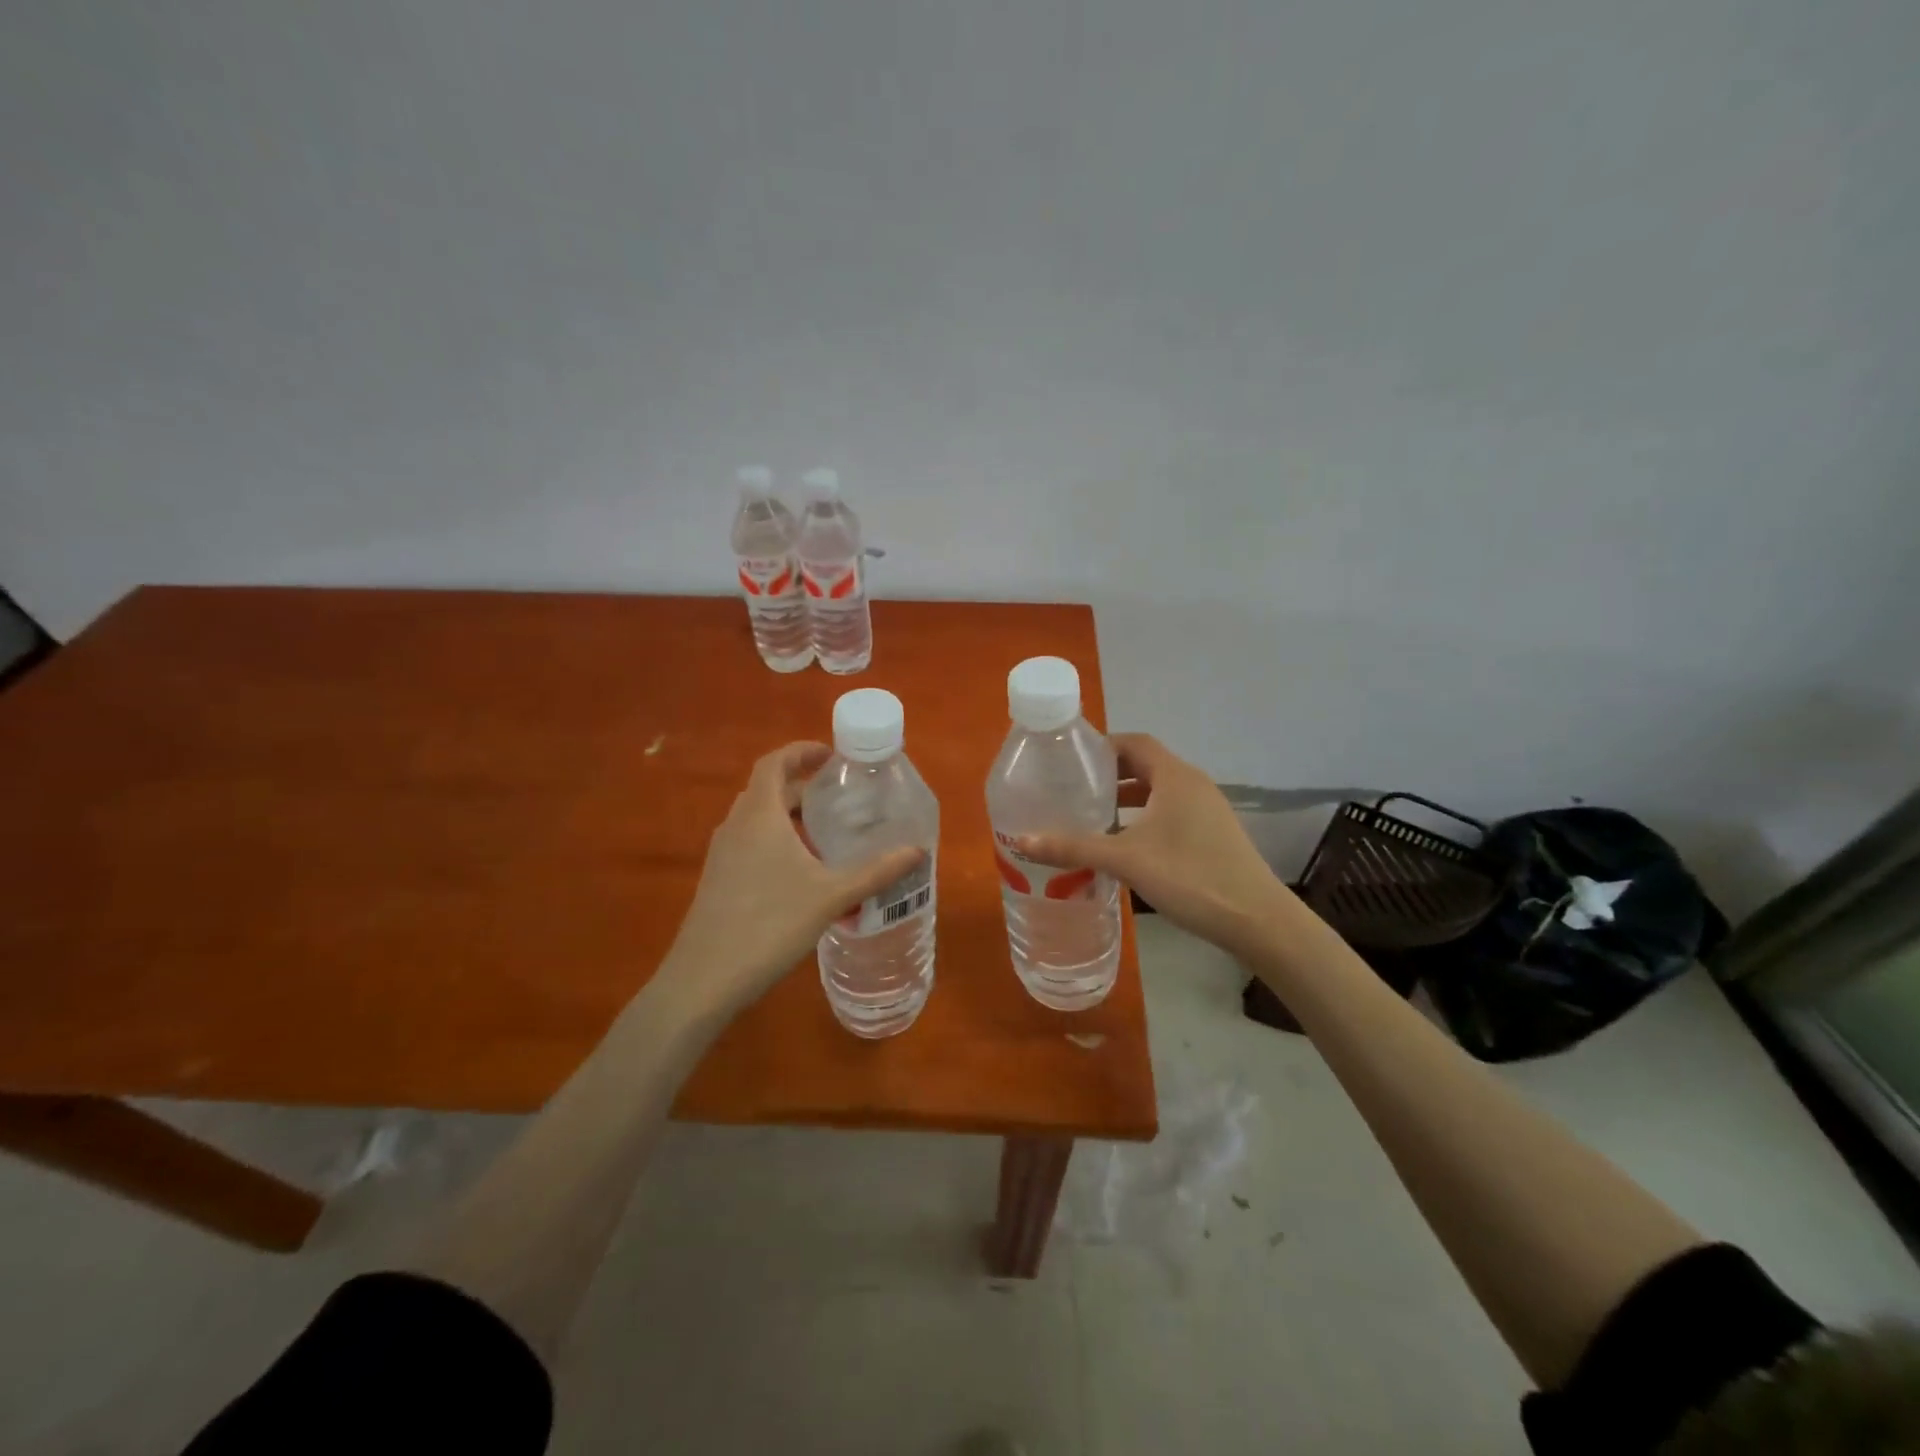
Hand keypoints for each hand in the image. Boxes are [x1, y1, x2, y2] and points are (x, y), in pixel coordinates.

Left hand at [656, 742, 921, 1016]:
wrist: (705, 979)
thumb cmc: (770, 924)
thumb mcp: (831, 896)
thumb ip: (876, 872)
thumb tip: (918, 851)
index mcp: (759, 815)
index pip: (774, 763)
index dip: (800, 751)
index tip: (831, 755)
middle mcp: (735, 826)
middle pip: (767, 790)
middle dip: (803, 787)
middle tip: (840, 797)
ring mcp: (722, 855)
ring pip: (758, 820)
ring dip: (790, 817)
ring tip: (827, 833)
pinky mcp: (718, 880)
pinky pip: (750, 844)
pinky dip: (777, 842)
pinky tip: (803, 873)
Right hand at [1018, 733, 1293, 957]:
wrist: (1256, 919)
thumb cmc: (1190, 876)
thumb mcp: (1126, 860)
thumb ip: (1074, 847)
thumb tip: (1021, 838)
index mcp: (1175, 776)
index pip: (1134, 742)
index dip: (1102, 746)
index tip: (1070, 760)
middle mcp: (1193, 784)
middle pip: (1146, 765)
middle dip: (1109, 776)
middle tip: (1074, 790)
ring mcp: (1207, 810)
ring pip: (1159, 792)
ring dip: (1127, 800)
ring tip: (1092, 817)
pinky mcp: (1213, 834)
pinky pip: (1171, 812)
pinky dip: (1145, 818)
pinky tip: (1125, 845)